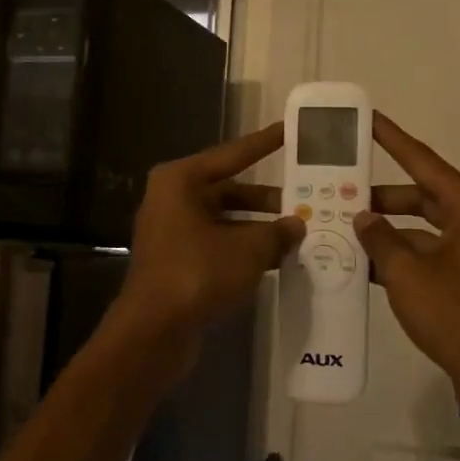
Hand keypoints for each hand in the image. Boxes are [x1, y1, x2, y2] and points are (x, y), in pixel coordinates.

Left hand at [111, 123, 305, 353]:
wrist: (154, 330)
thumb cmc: (198, 273)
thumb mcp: (248, 249)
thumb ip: (277, 232)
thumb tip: (296, 225)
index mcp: (181, 181)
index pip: (232, 155)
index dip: (264, 143)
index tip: (289, 130)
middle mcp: (172, 199)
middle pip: (229, 190)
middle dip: (267, 199)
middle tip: (305, 199)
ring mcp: (172, 232)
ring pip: (225, 220)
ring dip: (258, 228)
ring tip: (299, 234)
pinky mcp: (177, 261)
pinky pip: (218, 244)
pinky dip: (244, 249)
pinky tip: (276, 259)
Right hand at [354, 113, 459, 432]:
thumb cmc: (457, 315)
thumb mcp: (408, 273)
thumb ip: (380, 239)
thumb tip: (363, 216)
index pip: (422, 161)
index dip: (392, 139)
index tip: (367, 119)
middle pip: (419, 196)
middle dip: (379, 196)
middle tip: (337, 190)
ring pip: (418, 230)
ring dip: (384, 232)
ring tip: (339, 229)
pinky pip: (423, 258)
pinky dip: (395, 259)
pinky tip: (360, 267)